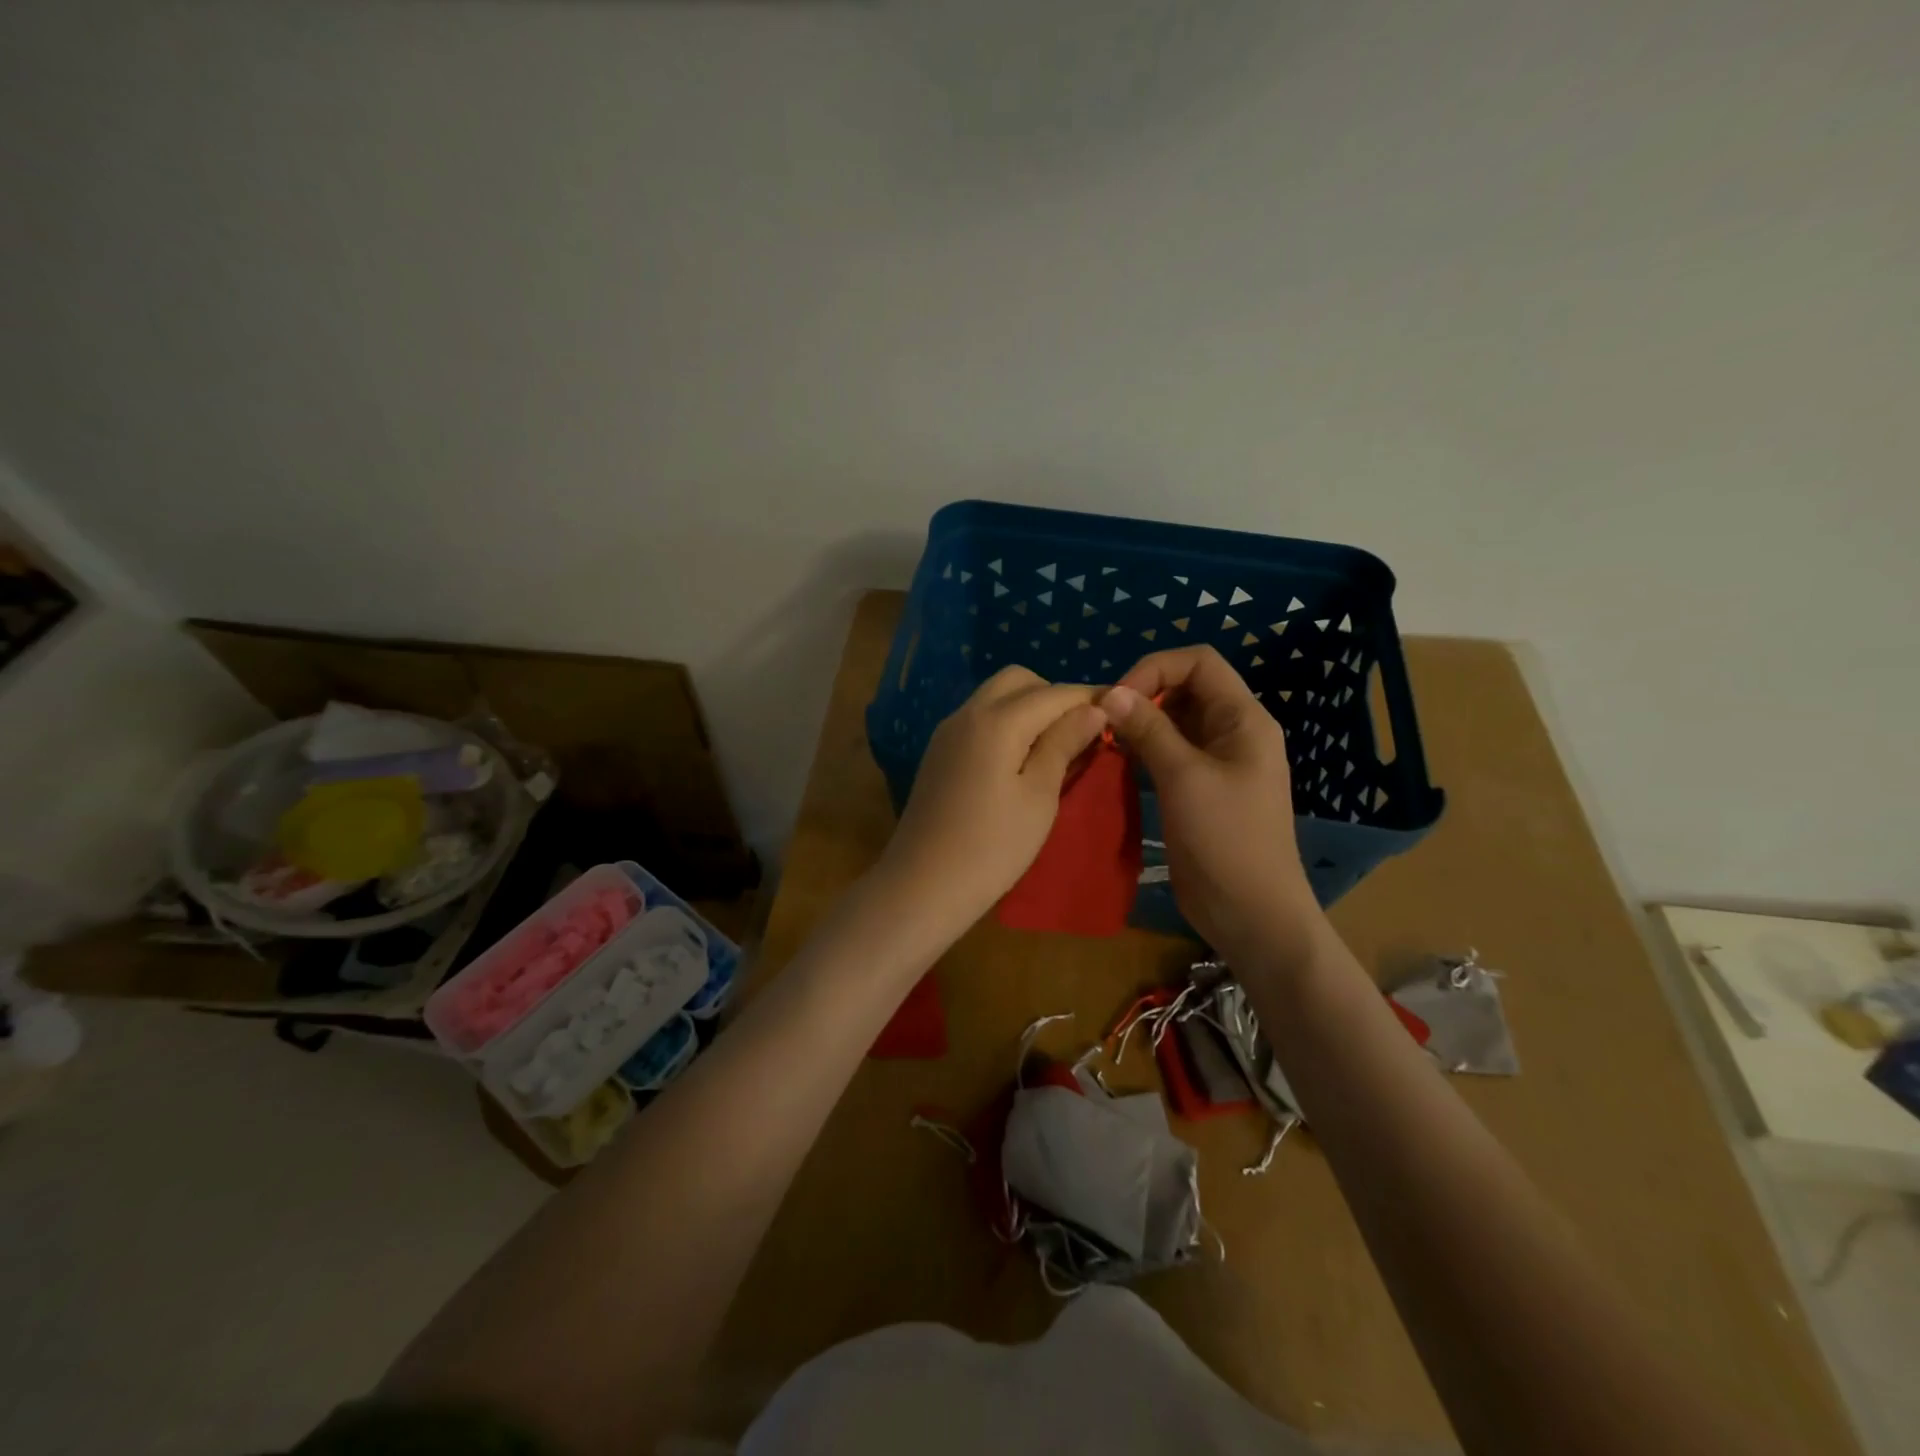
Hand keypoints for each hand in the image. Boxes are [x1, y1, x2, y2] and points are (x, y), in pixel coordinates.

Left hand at [878, 667, 1105, 937]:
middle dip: (1054, 696)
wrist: (923, 884)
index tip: (1121, 711)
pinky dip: (1006, 722)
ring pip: (995, 696)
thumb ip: (1064, 744)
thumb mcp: (1039, 797)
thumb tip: (1093, 708)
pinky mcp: (939, 751)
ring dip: (1029, 707)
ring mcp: (948, 731)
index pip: (1054, 693)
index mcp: (997, 721)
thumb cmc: (992, 847)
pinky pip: (979, 717)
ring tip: (1056, 747)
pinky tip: (1021, 758)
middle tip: (1081, 732)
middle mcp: (968, 713)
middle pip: (1019, 681)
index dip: (1090, 698)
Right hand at [1101, 647, 1320, 960]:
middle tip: (1103, 722)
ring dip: (1139, 724)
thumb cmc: (1226, 840)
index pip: (1199, 662)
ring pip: (1174, 721)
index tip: (1117, 698)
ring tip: (1105, 741)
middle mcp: (1233, 732)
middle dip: (1143, 695)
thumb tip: (1111, 693)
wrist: (1251, 913)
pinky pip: (1170, 753)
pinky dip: (1143, 750)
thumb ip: (1149, 730)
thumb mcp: (1184, 778)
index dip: (1155, 669)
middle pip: (1185, 688)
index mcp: (1243, 719)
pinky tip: (1117, 763)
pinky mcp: (1200, 789)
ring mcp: (1217, 762)